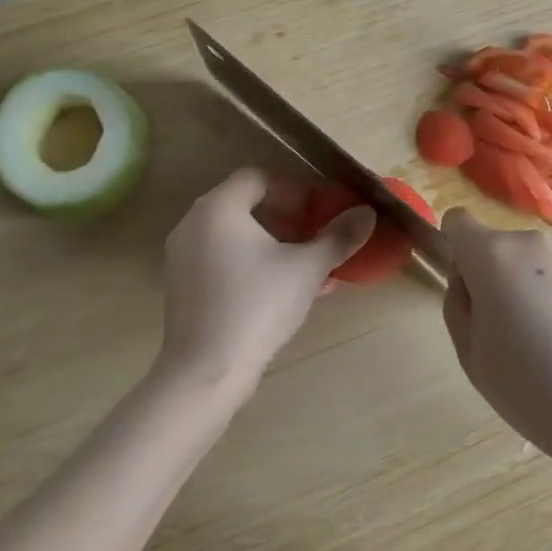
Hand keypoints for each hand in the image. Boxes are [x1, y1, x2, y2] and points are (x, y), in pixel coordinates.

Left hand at [159, 168, 374, 393]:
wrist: (206, 373)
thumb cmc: (257, 306)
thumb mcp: (307, 269)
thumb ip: (338, 237)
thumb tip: (368, 213)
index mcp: (219, 208)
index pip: (257, 178)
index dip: (292, 189)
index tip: (318, 210)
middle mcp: (194, 224)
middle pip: (245, 205)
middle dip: (286, 219)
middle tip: (315, 236)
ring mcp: (183, 257)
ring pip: (236, 236)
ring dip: (273, 244)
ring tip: (307, 267)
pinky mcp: (183, 287)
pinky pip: (223, 261)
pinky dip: (253, 265)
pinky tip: (285, 291)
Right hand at [440, 209, 551, 460]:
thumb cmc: (525, 385)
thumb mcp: (469, 352)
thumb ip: (457, 302)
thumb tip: (466, 278)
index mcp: (491, 255)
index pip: (458, 221)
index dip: (458, 250)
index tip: (470, 289)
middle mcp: (530, 241)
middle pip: (498, 246)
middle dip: (497, 274)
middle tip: (510, 328)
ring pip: (535, 259)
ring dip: (532, 281)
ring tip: (549, 334)